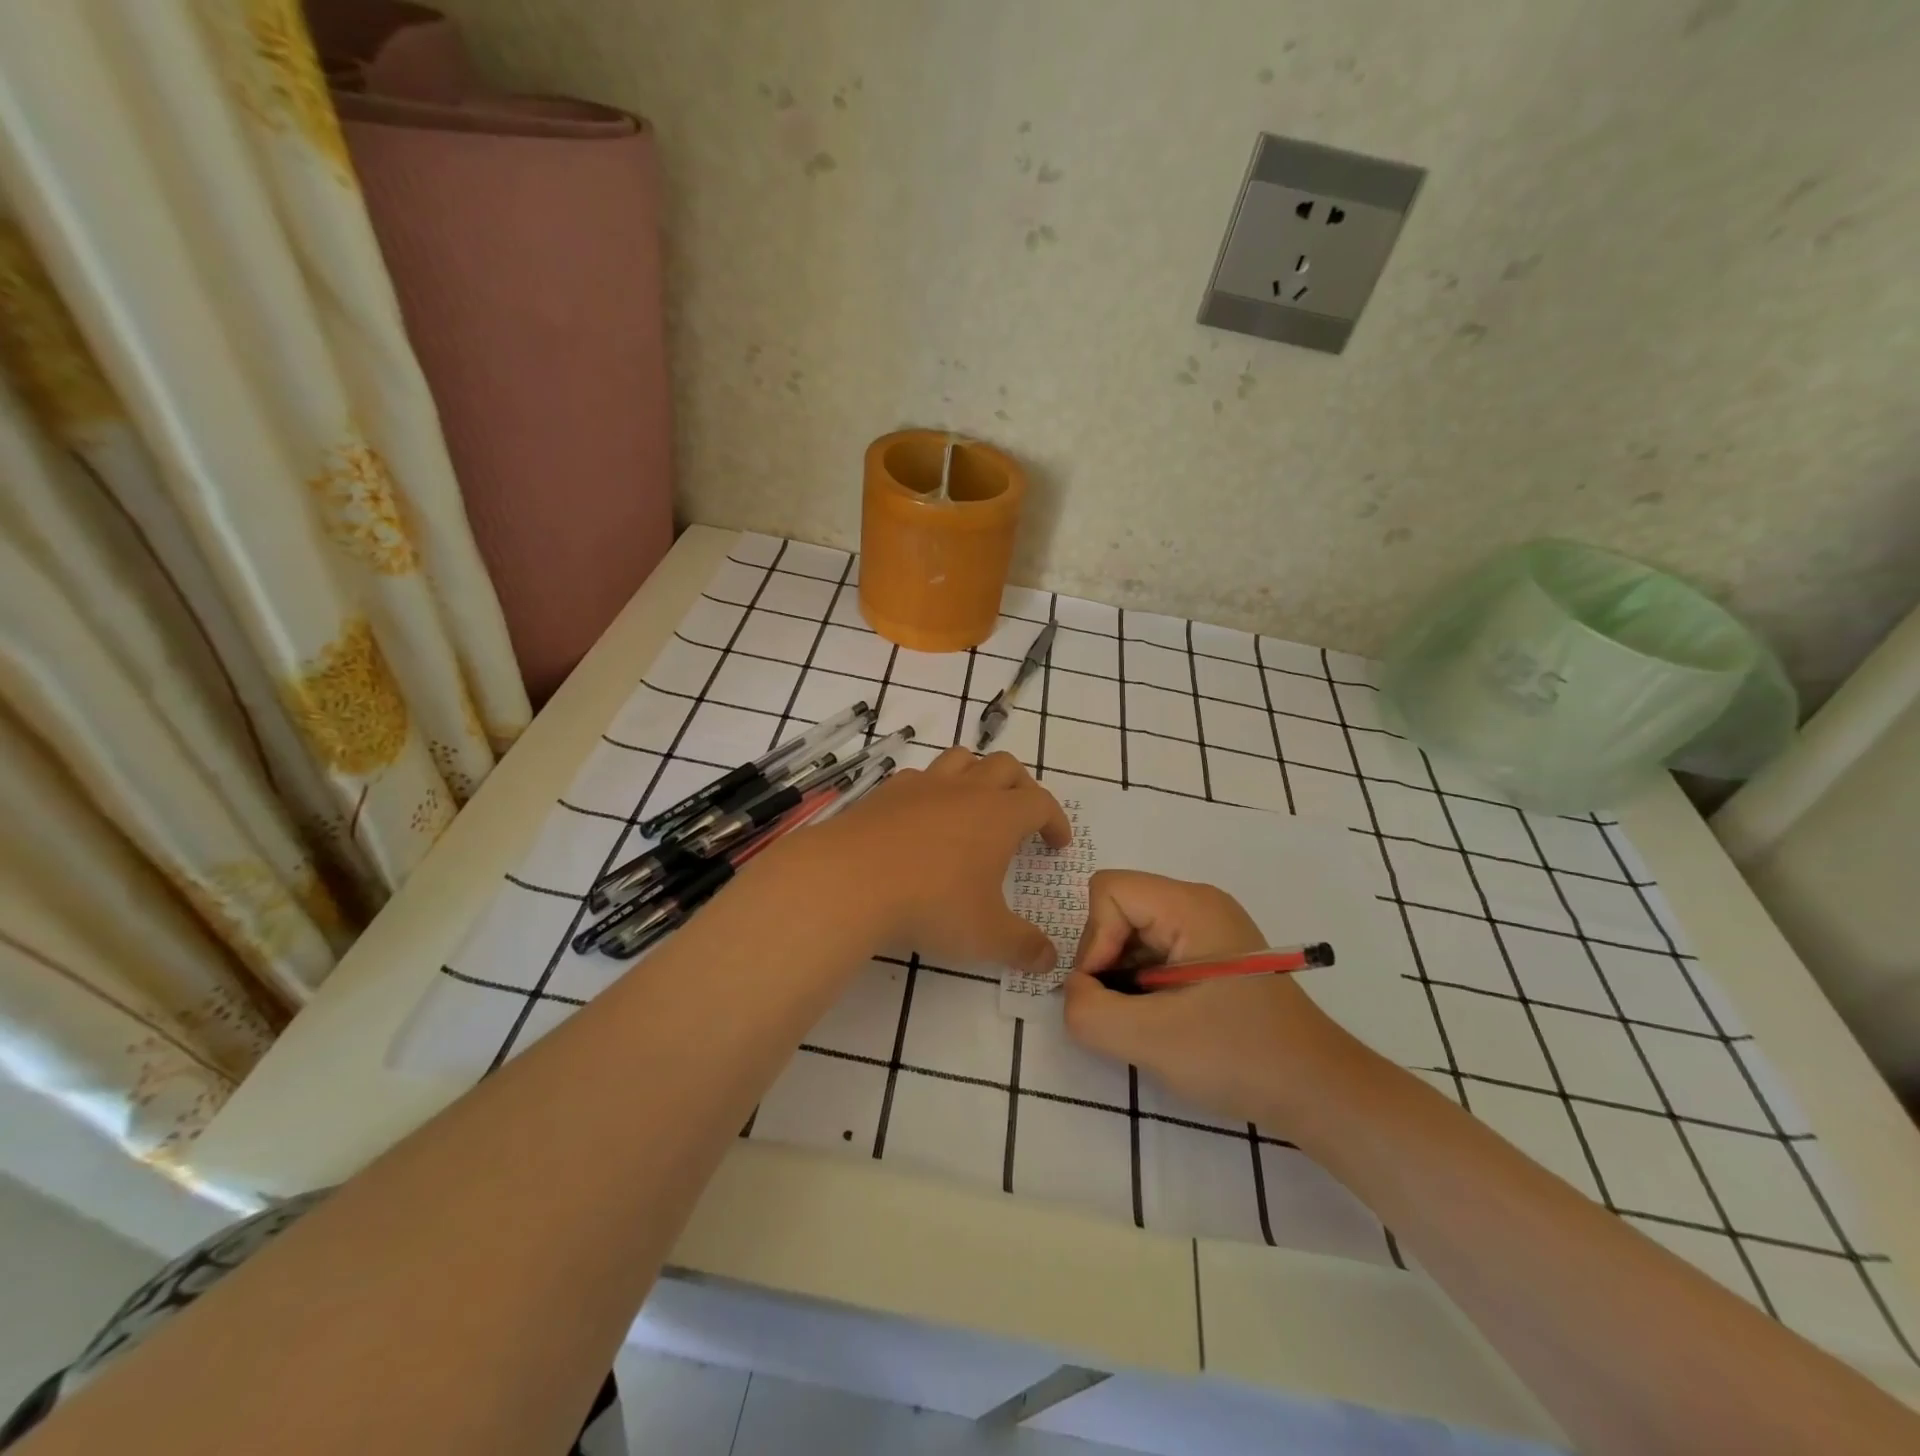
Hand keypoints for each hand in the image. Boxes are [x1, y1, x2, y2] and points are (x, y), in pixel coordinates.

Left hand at [807, 747, 1070, 972]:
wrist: (850, 880)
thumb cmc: (931, 904)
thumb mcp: (986, 936)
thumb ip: (1022, 947)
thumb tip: (1049, 959)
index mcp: (999, 815)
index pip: (1041, 803)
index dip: (1055, 821)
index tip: (1057, 843)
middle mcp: (966, 789)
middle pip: (1006, 767)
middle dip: (1022, 787)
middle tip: (1022, 817)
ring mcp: (923, 785)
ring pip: (962, 759)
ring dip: (978, 774)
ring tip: (976, 803)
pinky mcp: (887, 791)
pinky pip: (920, 776)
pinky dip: (933, 788)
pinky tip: (924, 815)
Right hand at [1062, 870, 1347, 1129]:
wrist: (1321, 1094)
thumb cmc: (1241, 1057)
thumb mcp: (1152, 1039)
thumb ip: (1089, 1012)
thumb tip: (1074, 993)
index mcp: (1191, 905)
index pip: (1108, 891)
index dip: (1093, 940)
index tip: (1104, 992)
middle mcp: (1198, 905)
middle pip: (1118, 910)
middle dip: (1105, 961)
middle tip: (1120, 1013)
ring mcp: (1207, 930)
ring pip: (1132, 934)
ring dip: (1122, 977)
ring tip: (1142, 1022)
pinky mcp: (1210, 958)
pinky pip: (1153, 954)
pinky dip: (1141, 986)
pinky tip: (1159, 1022)